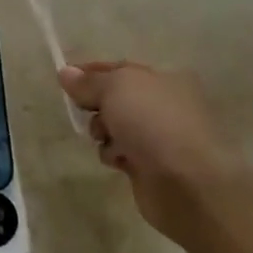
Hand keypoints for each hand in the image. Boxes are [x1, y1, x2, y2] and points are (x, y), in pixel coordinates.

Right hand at [59, 61, 238, 232]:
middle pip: (114, 98)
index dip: (91, 72)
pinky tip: (118, 160)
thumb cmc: (153, 123)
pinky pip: (119, 151)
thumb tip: (65, 72)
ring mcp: (158, 136)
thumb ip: (88, 81)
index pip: (119, 69)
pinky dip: (113, 154)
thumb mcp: (116, 88)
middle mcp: (163, 104)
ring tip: (106, 139)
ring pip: (113, 126)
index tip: (65, 80)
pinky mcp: (150, 165)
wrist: (187, 183)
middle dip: (96, 105)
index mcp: (163, 79)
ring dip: (103, 131)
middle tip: (87, 111)